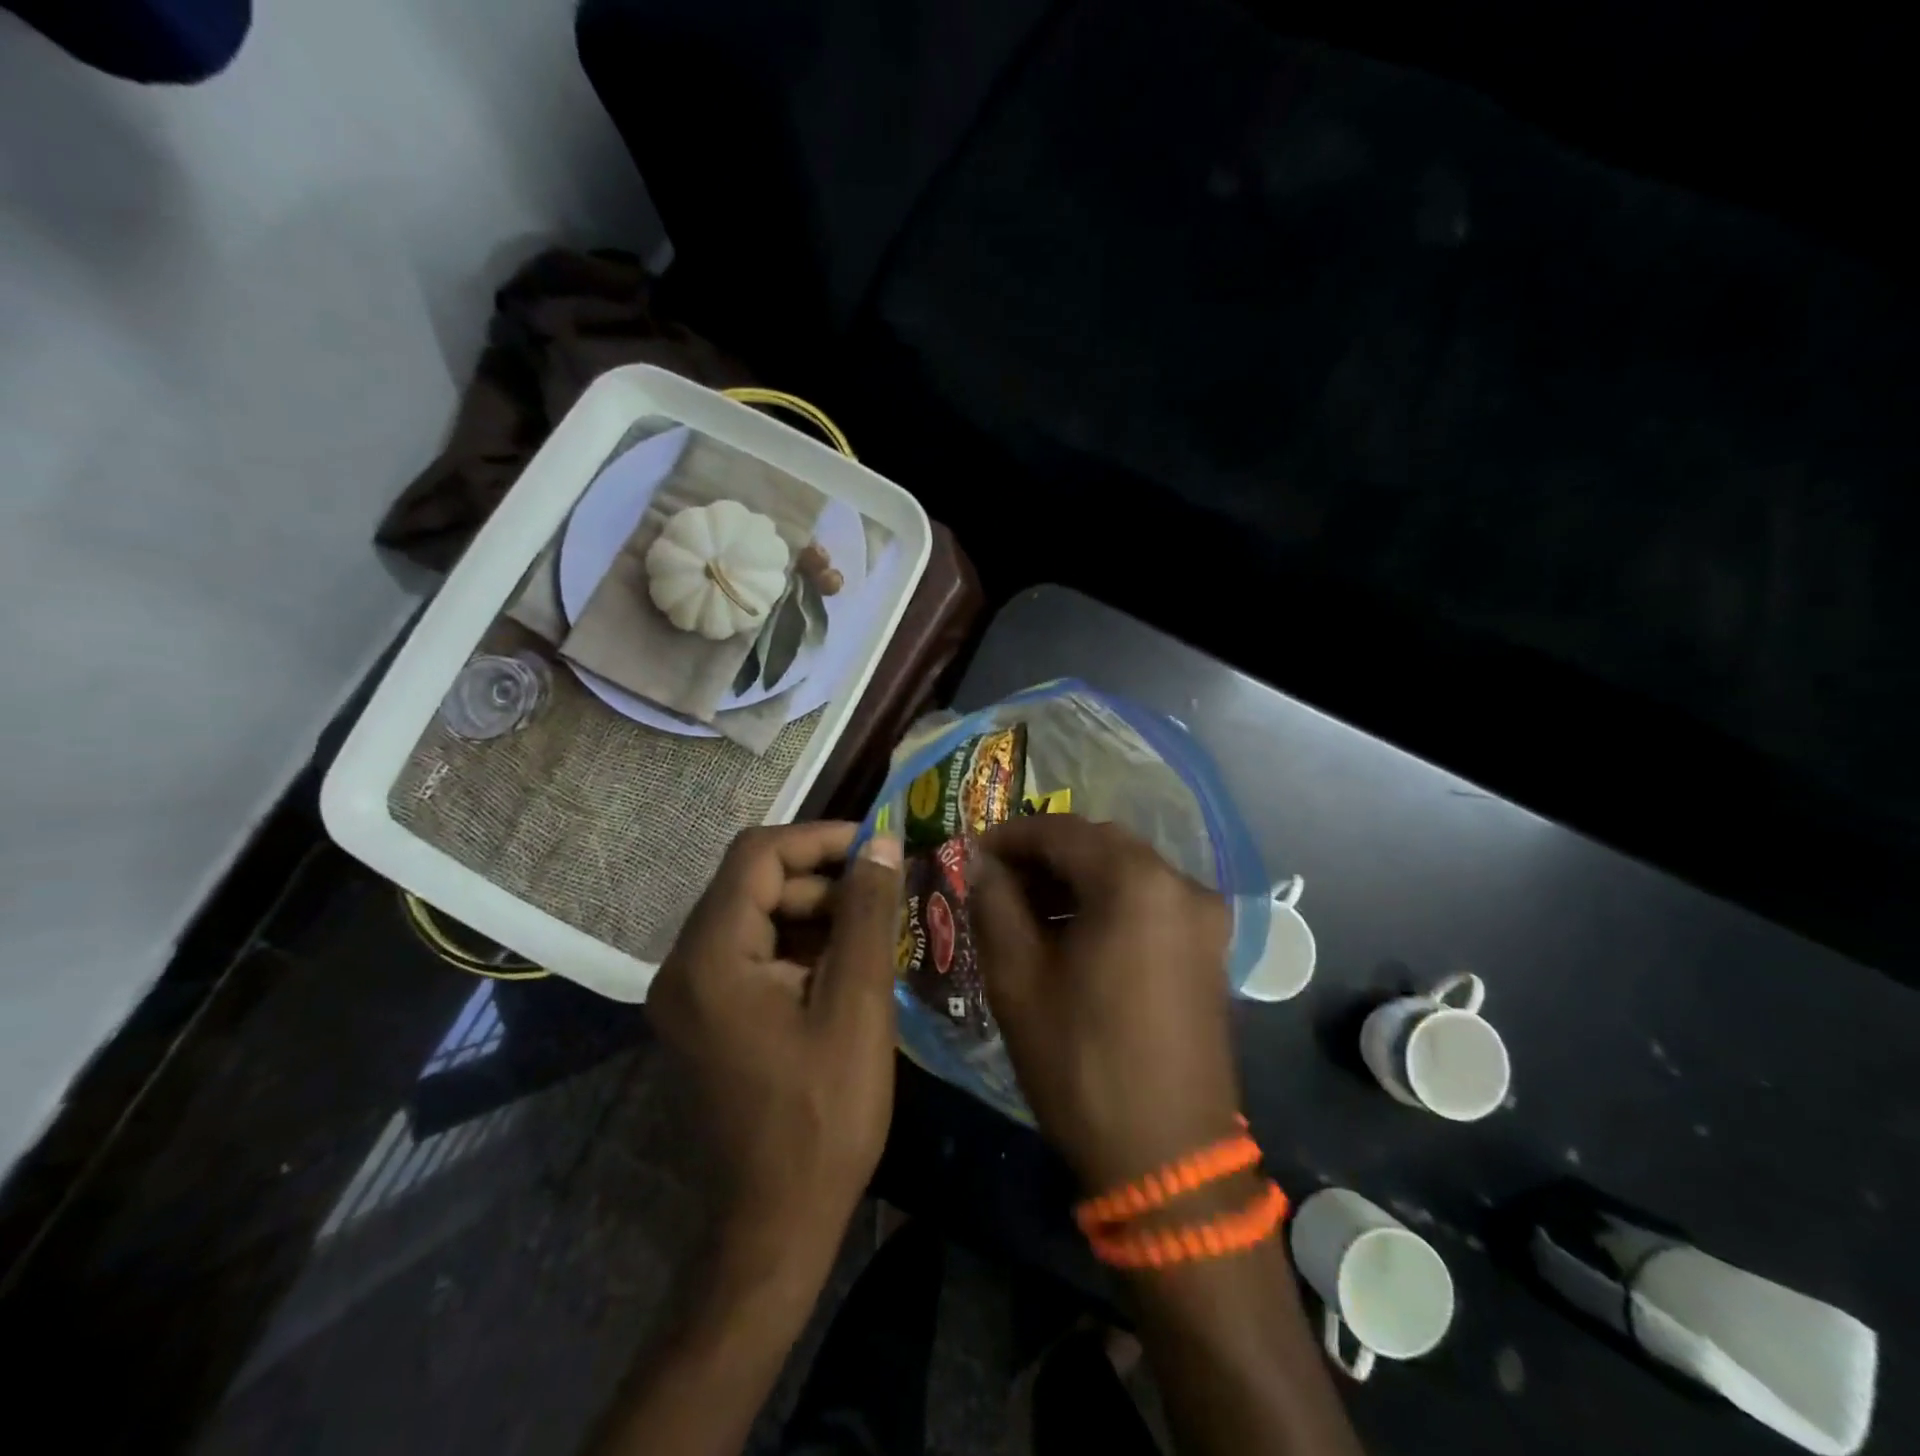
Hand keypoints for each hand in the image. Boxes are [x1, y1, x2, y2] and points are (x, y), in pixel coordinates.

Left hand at [648, 822, 904, 1263]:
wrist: (774, 1226)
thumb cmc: (822, 1116)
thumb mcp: (857, 1005)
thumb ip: (867, 914)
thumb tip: (883, 844)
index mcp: (710, 957)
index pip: (758, 855)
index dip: (820, 839)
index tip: (877, 847)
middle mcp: (684, 966)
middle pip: (756, 885)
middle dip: (824, 881)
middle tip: (886, 897)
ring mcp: (691, 995)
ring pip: (758, 918)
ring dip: (817, 914)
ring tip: (876, 932)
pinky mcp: (707, 1018)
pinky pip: (754, 956)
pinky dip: (801, 948)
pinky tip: (848, 968)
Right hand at [972, 815, 1240, 1191]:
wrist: (1168, 1159)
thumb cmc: (1081, 1064)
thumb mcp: (1018, 980)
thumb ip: (994, 903)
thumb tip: (980, 861)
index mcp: (1136, 883)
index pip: (1061, 832)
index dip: (1010, 837)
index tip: (972, 853)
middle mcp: (1180, 883)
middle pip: (1099, 844)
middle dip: (1044, 855)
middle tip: (996, 880)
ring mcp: (1203, 915)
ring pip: (1126, 870)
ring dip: (1076, 877)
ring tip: (1027, 907)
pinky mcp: (1209, 946)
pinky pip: (1150, 900)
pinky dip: (1108, 901)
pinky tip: (1072, 930)